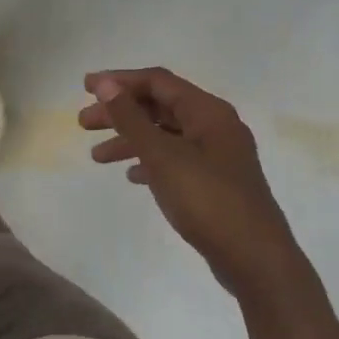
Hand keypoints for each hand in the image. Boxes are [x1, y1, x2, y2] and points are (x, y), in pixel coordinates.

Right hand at [80, 67, 292, 293]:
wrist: (254, 257)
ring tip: (97, 157)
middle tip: (84, 123)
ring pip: (165, 135)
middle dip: (120, 112)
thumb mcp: (163, 156)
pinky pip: (175, 160)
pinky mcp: (214, 182)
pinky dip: (150, 162)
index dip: (120, 81)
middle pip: (160, 107)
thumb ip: (131, 119)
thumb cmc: (207, 199)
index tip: (85, 88)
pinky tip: (132, 176)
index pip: (158, 82)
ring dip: (130, 140)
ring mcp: (217, 156)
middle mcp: (215, 126)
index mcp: (208, 112)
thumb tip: (106, 85)